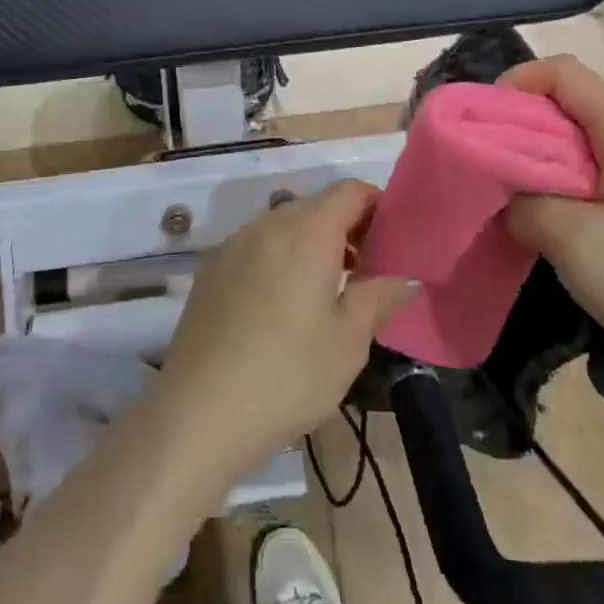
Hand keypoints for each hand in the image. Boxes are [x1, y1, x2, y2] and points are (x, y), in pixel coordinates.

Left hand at [154, 183, 414, 478]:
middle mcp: (266, 225)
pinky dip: (279, 257)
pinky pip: (256, 246)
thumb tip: (405, 276)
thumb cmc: (288, 376)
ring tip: (327, 290)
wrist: (199, 412)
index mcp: (306, 233)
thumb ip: (379, 297)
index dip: (376, 206)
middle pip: (315, 205)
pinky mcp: (210, 270)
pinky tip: (282, 304)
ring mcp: (232, 246)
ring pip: (283, 225)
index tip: (392, 241)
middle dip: (346, 227)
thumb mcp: (348, 342)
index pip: (349, 191)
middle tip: (367, 270)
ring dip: (311, 242)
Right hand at [499, 58, 603, 391]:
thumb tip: (504, 196)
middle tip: (483, 161)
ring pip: (577, 141)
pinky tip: (543, 219)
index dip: (518, 83)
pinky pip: (591, 173)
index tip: (483, 123)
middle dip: (518, 123)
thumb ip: (524, 204)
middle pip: (568, 103)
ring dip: (535, 158)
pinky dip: (557, 184)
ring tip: (505, 192)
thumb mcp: (575, 242)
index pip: (564, 72)